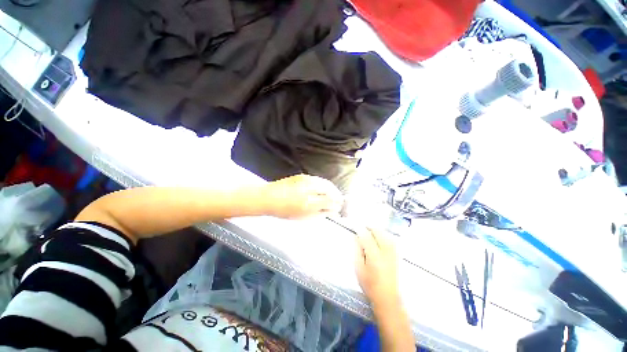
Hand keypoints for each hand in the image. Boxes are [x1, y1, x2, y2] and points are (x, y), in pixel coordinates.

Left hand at [262, 175, 343, 218]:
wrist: (269, 197)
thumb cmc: (284, 211)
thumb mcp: (303, 217)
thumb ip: (319, 214)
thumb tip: (332, 211)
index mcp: (309, 203)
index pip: (330, 201)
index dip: (337, 204)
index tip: (339, 207)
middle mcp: (309, 189)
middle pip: (330, 190)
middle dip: (337, 195)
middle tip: (339, 200)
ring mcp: (306, 180)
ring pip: (325, 182)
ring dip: (332, 188)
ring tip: (334, 194)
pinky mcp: (303, 175)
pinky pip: (318, 179)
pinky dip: (324, 184)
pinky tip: (324, 188)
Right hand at [355, 228, 400, 308]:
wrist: (388, 297)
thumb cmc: (370, 284)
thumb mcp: (359, 268)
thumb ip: (357, 250)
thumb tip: (356, 237)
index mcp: (374, 256)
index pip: (366, 236)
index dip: (360, 229)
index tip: (355, 225)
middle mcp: (386, 252)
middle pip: (378, 232)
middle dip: (369, 227)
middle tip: (362, 227)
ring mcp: (393, 252)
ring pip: (385, 233)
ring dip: (376, 230)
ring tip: (369, 230)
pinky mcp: (397, 254)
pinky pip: (390, 238)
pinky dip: (383, 234)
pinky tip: (379, 236)